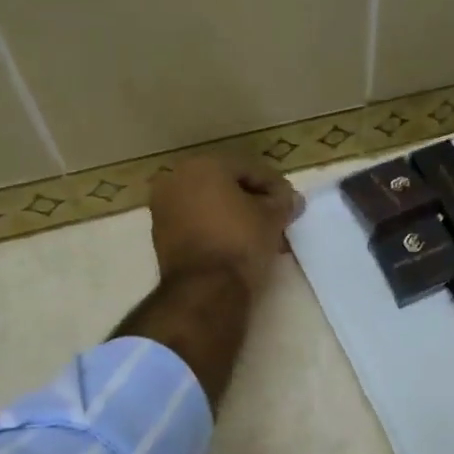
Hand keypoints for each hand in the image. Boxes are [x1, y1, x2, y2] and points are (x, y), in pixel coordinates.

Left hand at [147, 154, 303, 294]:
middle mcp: (176, 179)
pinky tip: (239, 245)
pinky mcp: (161, 235)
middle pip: (226, 186)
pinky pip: (197, 223)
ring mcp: (164, 208)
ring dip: (236, 216)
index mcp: (203, 165)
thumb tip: (292, 199)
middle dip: (253, 201)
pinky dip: (217, 229)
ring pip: (210, 205)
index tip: (291, 204)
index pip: (249, 169)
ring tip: (261, 235)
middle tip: (277, 219)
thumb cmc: (240, 241)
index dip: (275, 186)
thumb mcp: (272, 218)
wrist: (205, 288)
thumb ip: (283, 202)